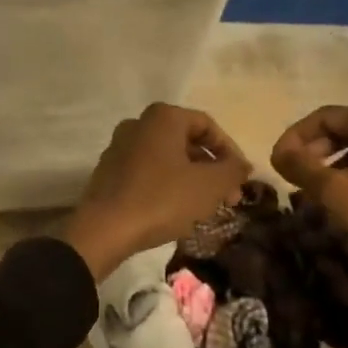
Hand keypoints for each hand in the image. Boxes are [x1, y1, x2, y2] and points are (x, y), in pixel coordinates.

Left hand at [62, 104, 251, 280]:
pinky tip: (177, 211)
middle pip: (186, 142)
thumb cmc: (161, 200)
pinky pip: (147, 172)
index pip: (207, 126)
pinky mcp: (108, 172)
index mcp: (163, 117)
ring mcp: (119, 147)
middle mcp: (138, 124)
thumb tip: (243, 165)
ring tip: (206, 207)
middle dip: (211, 169)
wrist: (104, 229)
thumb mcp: (209, 186)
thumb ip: (233, 171)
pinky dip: (167, 185)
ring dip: (191, 179)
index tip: (241, 178)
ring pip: (167, 159)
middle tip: (228, 197)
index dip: (230, 151)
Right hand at [270, 104, 347, 265]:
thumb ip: (302, 168)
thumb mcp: (336, 191)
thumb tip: (278, 154)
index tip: (277, 163)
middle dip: (311, 152)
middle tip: (293, 177)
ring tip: (314, 190)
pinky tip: (345, 196)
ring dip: (330, 163)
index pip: (320, 117)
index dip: (293, 138)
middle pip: (340, 128)